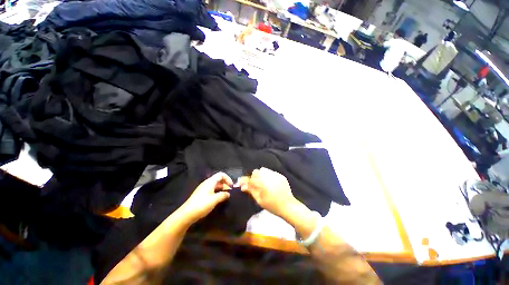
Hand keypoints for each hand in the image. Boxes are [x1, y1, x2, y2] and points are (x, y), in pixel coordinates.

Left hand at [179, 172, 232, 223]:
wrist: (186, 214)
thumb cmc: (202, 205)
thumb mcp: (214, 200)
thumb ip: (223, 195)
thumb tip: (228, 193)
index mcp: (210, 182)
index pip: (221, 174)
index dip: (228, 178)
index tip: (231, 186)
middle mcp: (207, 183)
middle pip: (219, 179)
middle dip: (225, 184)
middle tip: (230, 192)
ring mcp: (204, 188)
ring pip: (215, 185)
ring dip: (222, 188)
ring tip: (226, 196)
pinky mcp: (201, 194)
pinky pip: (212, 189)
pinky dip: (217, 192)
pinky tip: (219, 199)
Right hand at [238, 168, 298, 218]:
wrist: (288, 206)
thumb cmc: (272, 205)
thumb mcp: (259, 200)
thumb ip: (251, 191)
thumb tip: (243, 186)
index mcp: (263, 183)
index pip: (250, 178)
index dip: (245, 180)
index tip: (241, 183)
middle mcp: (268, 176)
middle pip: (256, 171)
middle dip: (253, 177)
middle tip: (254, 184)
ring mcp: (275, 175)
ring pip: (263, 170)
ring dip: (260, 175)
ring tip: (262, 183)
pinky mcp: (280, 175)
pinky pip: (271, 172)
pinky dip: (268, 176)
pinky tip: (270, 183)